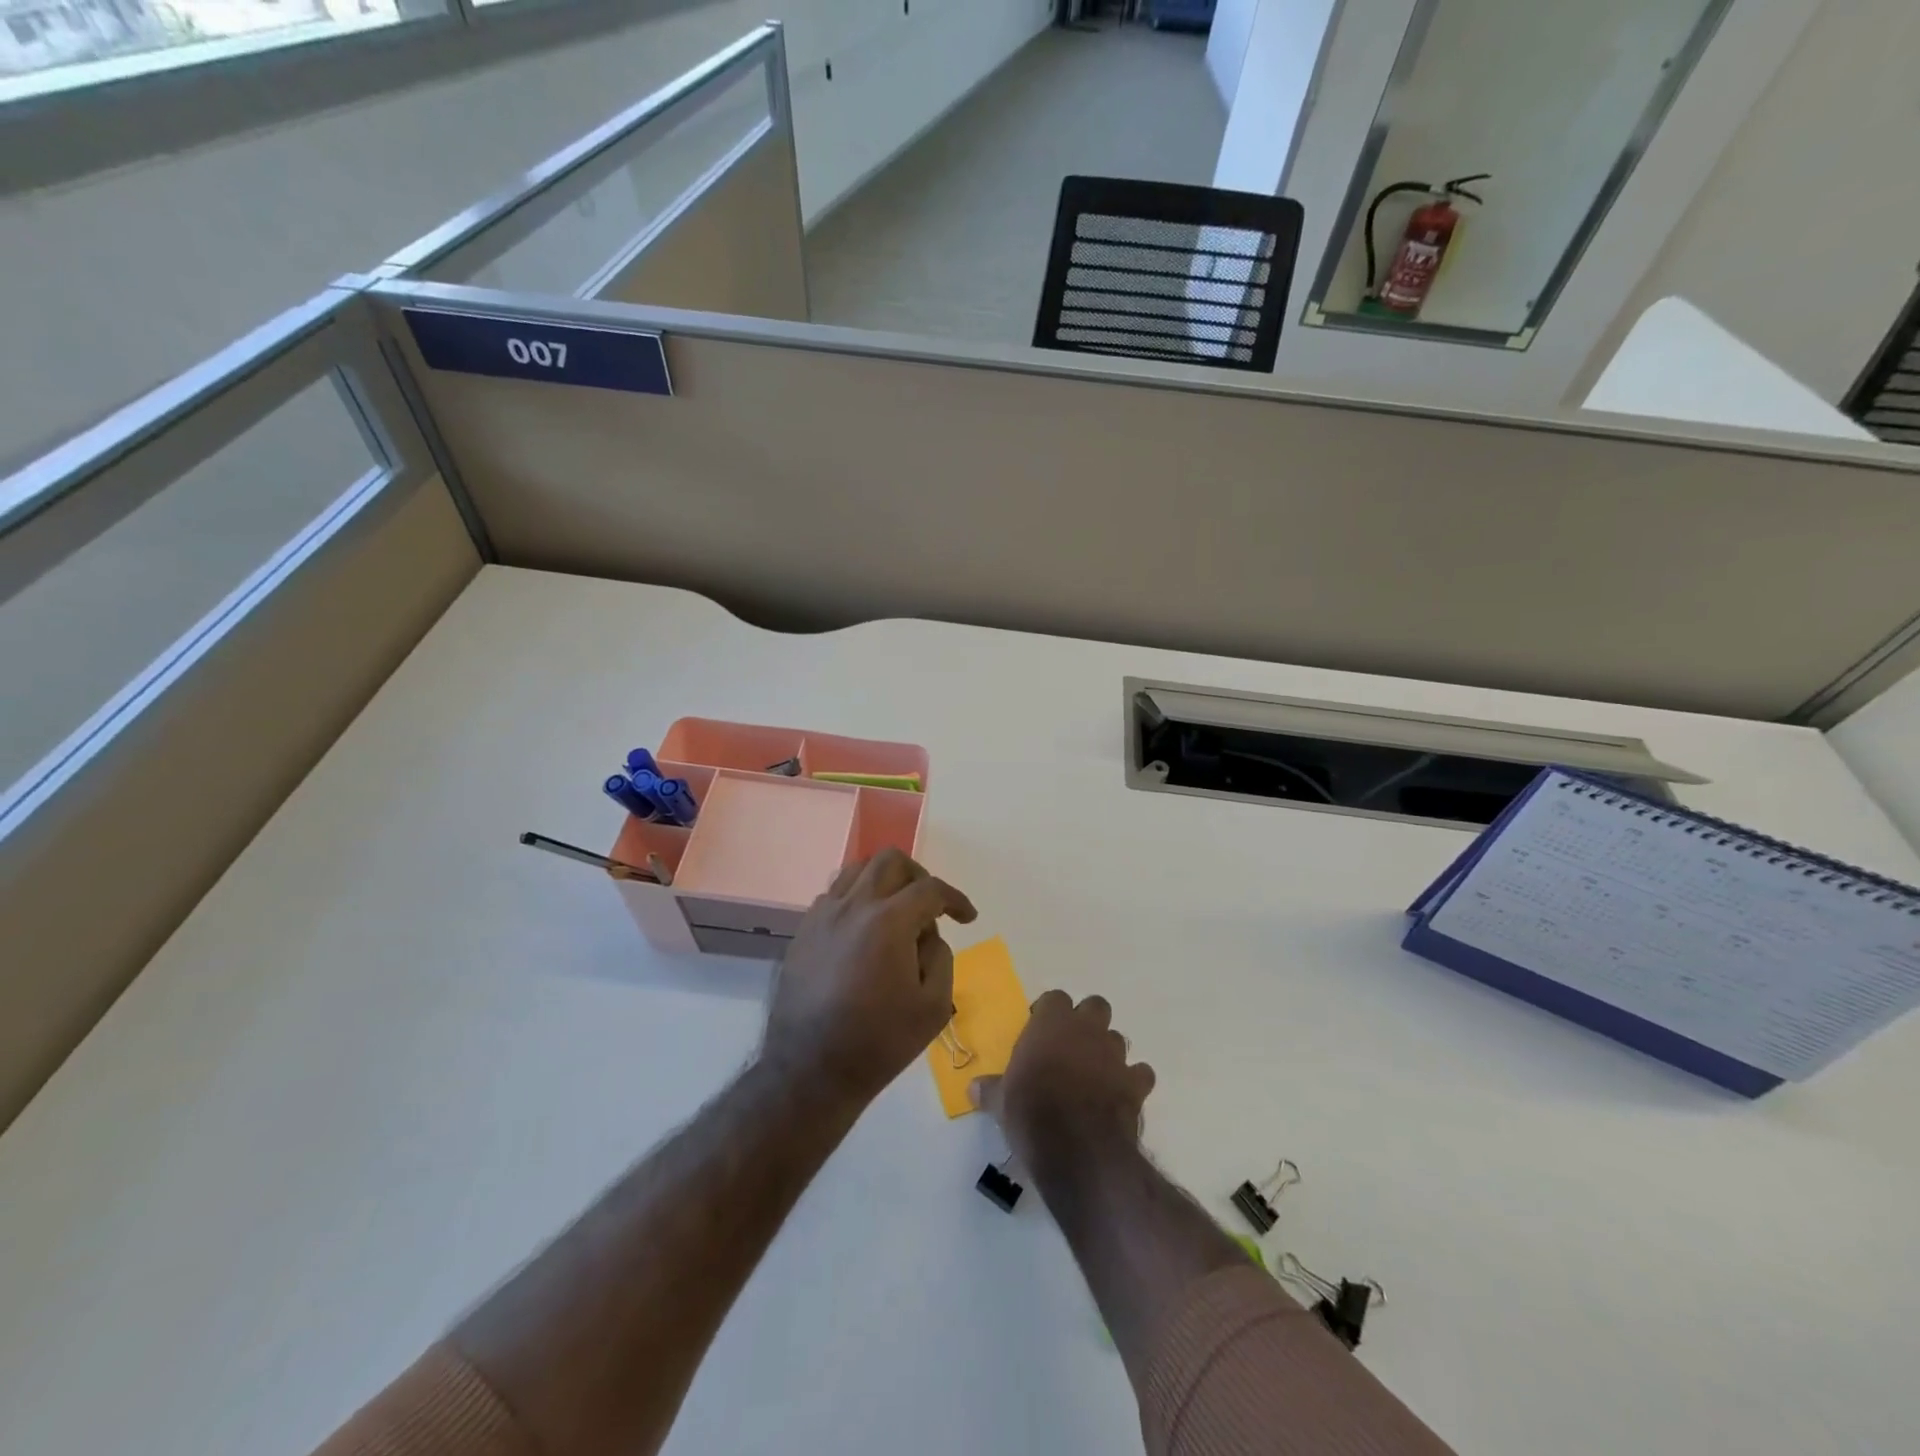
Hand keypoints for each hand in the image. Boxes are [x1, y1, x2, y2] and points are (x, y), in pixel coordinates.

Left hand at [763, 848, 976, 1105]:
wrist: (810, 1069)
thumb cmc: (879, 1041)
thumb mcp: (933, 1006)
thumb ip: (941, 957)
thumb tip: (928, 935)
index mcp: (888, 921)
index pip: (930, 889)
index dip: (955, 899)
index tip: (967, 918)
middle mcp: (853, 905)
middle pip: (890, 861)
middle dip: (919, 876)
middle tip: (929, 905)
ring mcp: (823, 915)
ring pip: (856, 869)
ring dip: (883, 881)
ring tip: (895, 910)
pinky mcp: (803, 931)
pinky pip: (833, 895)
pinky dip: (855, 899)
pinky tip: (863, 930)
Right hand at [970, 991, 1155, 1172]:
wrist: (1077, 1148)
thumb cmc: (1031, 1112)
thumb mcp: (1000, 1102)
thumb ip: (990, 1089)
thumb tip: (972, 1087)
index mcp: (1052, 1023)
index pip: (1055, 998)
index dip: (1048, 1012)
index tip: (1038, 1031)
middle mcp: (1086, 1029)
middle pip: (1095, 1006)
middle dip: (1087, 1021)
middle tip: (1070, 1046)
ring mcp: (1115, 1055)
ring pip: (1117, 1038)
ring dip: (1107, 1051)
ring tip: (1093, 1075)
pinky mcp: (1135, 1084)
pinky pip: (1140, 1073)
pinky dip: (1132, 1081)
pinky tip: (1120, 1096)